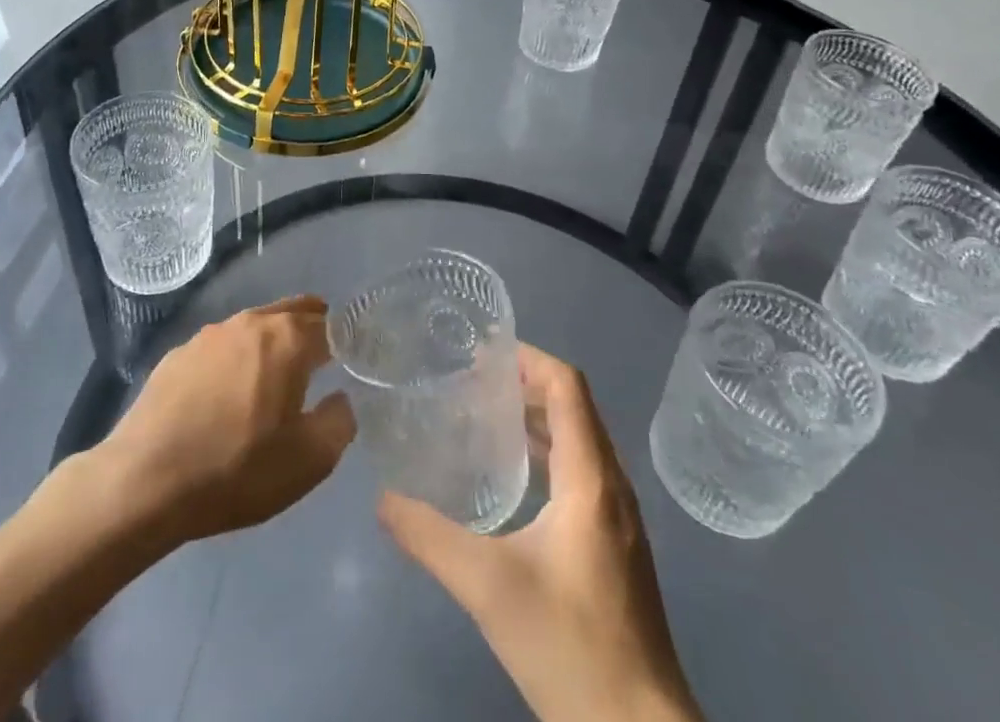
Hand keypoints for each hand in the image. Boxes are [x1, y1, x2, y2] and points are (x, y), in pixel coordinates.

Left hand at [101, 295, 356, 547]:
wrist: (145, 480)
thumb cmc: (236, 469)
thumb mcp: (308, 462)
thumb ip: (339, 423)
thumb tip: (340, 398)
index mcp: (286, 340)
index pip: (329, 326)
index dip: (346, 341)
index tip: (354, 358)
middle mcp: (250, 323)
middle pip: (292, 312)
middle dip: (313, 326)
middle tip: (324, 351)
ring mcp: (210, 335)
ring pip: (255, 326)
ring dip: (272, 341)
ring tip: (277, 372)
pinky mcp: (178, 354)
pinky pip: (222, 347)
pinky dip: (236, 359)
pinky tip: (229, 391)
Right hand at [378, 347, 700, 721]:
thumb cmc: (571, 647)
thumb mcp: (489, 588)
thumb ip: (430, 537)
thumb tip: (382, 498)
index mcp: (591, 477)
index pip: (566, 385)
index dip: (527, 357)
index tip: (480, 351)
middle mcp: (611, 485)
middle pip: (572, 406)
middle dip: (523, 382)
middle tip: (469, 381)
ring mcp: (617, 518)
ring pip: (577, 440)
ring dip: (534, 417)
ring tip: (481, 416)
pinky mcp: (614, 546)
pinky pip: (579, 472)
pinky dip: (545, 453)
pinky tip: (509, 479)